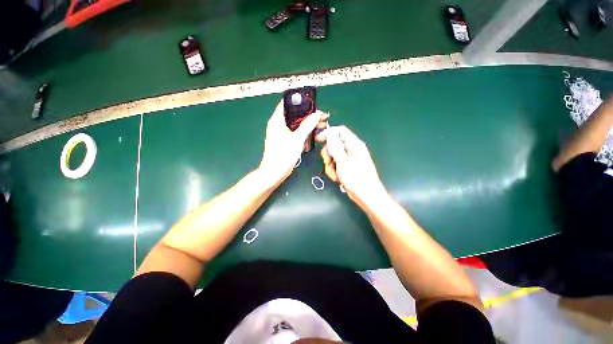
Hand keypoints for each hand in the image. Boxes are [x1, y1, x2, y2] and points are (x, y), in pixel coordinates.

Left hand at [259, 100, 327, 186]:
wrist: (275, 172)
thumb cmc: (283, 154)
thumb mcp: (297, 138)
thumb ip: (307, 125)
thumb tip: (317, 114)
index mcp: (277, 120)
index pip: (287, 104)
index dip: (300, 102)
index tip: (313, 104)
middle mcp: (278, 125)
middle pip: (295, 115)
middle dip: (308, 115)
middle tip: (321, 117)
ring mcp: (282, 134)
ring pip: (297, 125)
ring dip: (308, 125)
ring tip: (321, 126)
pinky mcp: (286, 141)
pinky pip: (296, 133)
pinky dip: (304, 133)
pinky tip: (314, 134)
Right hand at [317, 126, 387, 207]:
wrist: (366, 196)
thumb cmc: (356, 177)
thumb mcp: (343, 161)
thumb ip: (335, 146)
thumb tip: (330, 132)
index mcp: (354, 144)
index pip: (339, 131)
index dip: (328, 133)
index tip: (318, 140)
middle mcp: (352, 149)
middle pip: (334, 144)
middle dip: (328, 154)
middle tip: (327, 162)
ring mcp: (350, 159)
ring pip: (334, 156)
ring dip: (330, 166)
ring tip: (334, 175)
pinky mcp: (348, 168)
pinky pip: (337, 165)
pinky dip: (334, 171)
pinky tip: (337, 178)